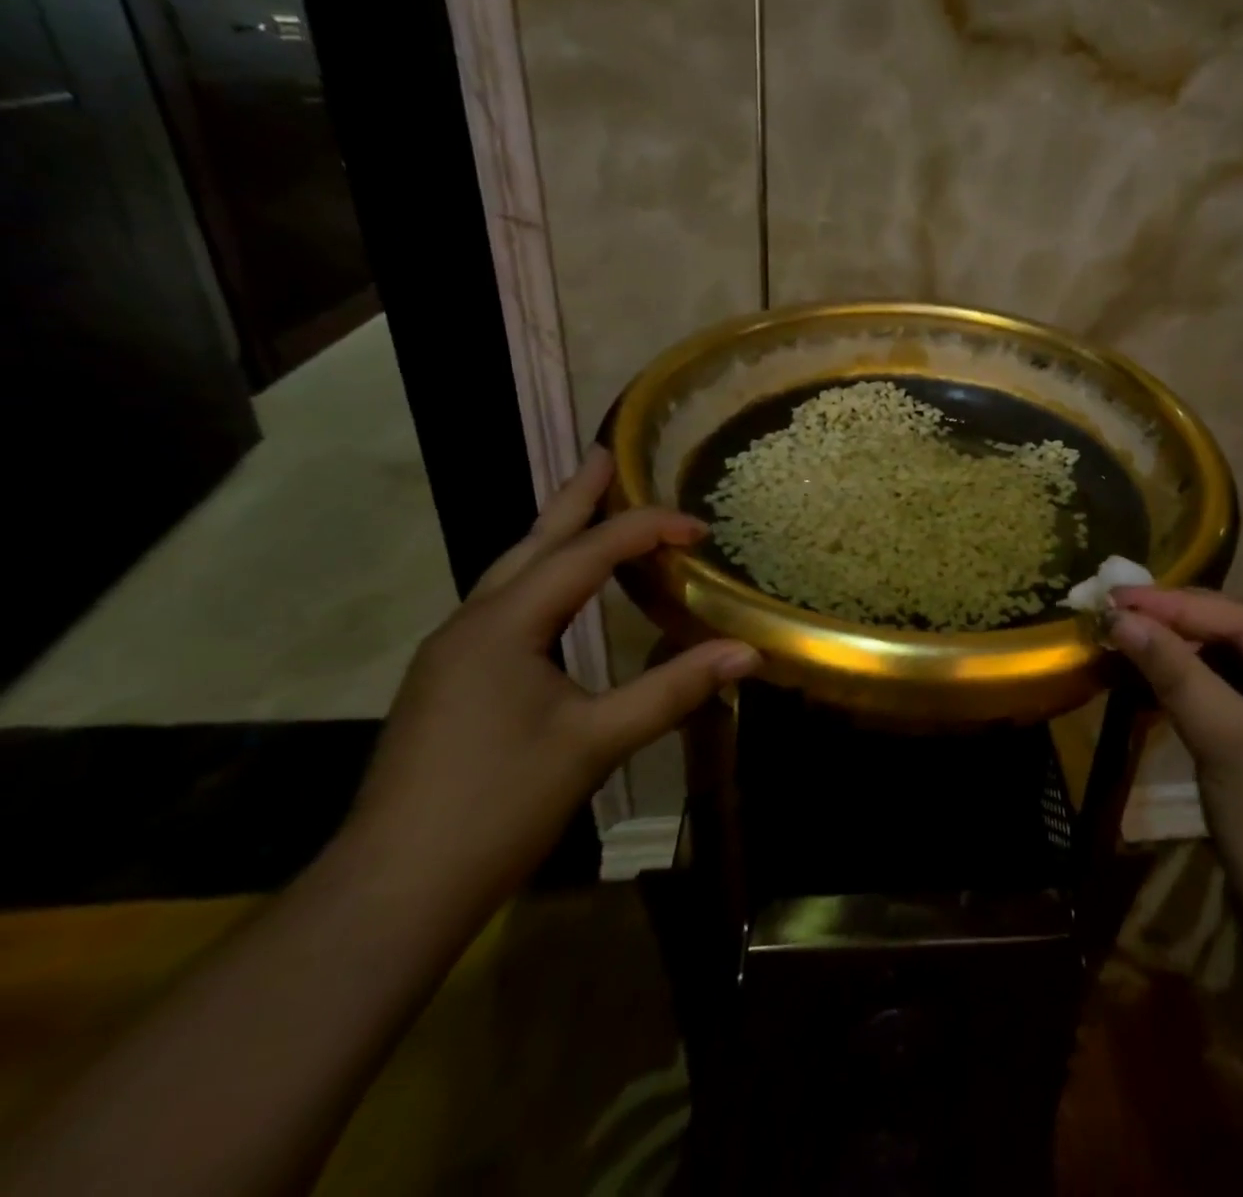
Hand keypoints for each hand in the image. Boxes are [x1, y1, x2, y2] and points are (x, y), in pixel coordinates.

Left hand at [344, 447, 759, 913]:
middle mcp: (472, 623)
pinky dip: (542, 579)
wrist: (392, 889)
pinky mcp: (451, 680)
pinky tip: (559, 594)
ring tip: (587, 508)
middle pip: (532, 542)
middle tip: (603, 454)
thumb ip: (673, 689)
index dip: (645, 531)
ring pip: (512, 573)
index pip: (586, 554)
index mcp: (504, 624)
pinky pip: (505, 605)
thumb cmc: (497, 805)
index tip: (698, 527)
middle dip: (573, 498)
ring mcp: (453, 652)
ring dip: (554, 536)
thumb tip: (749, 652)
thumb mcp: (595, 742)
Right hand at [1108, 588, 1242, 987]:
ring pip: (1238, 673)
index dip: (1176, 604)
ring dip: (1185, 660)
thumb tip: (1121, 617)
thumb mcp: (1227, 744)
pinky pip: (1239, 707)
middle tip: (1116, 616)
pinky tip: (1161, 690)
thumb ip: (1176, 673)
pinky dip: (1198, 695)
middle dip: (1179, 627)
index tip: (1114, 595)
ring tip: (1130, 645)